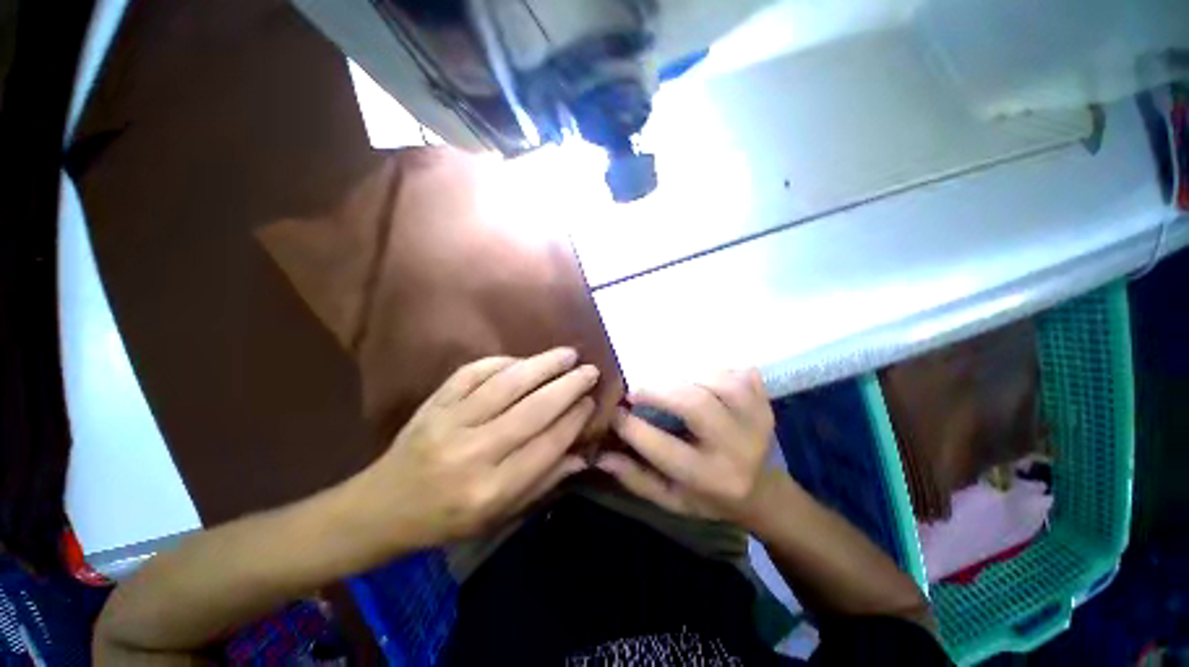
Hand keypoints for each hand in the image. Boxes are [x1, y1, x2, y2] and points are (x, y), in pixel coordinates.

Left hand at [353, 348, 597, 547]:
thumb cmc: (446, 520)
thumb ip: (544, 482)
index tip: (592, 402)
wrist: (381, 508)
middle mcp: (473, 453)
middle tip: (590, 370)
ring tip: (568, 354)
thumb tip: (584, 453)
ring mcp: (449, 422)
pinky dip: (503, 361)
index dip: (575, 419)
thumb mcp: (499, 516)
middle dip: (568, 386)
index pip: (547, 445)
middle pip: (533, 410)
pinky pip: (473, 372)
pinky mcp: (434, 403)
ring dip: (543, 365)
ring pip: (507, 384)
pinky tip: (524, 360)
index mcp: (491, 490)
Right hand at [597, 369, 778, 524]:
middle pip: (695, 404)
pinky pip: (741, 374)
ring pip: (718, 382)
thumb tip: (600, 455)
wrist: (762, 493)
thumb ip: (636, 478)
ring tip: (670, 385)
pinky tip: (703, 379)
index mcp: (709, 478)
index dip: (631, 426)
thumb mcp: (671, 499)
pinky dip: (718, 370)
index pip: (662, 448)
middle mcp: (736, 449)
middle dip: (659, 392)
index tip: (615, 412)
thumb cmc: (709, 497)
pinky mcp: (766, 404)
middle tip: (637, 391)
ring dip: (687, 377)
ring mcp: (758, 422)